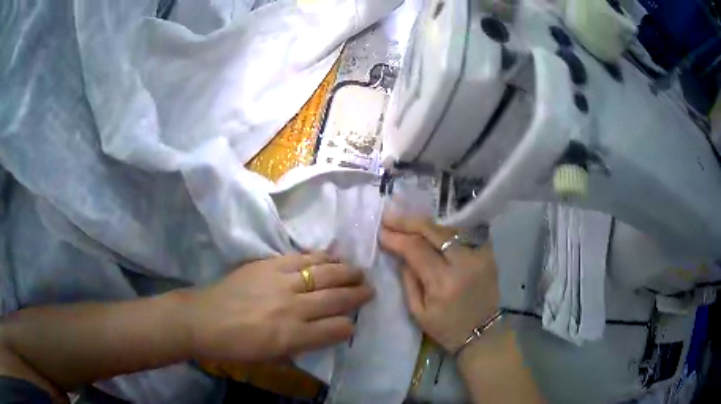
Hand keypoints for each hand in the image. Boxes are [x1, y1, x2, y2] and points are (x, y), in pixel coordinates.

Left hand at [184, 254, 373, 361]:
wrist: (204, 320)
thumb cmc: (237, 346)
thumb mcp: (272, 358)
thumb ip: (302, 346)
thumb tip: (324, 332)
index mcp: (293, 336)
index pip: (337, 329)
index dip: (349, 326)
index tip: (352, 323)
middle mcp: (293, 308)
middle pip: (336, 298)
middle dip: (358, 294)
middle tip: (370, 290)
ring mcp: (281, 282)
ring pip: (325, 274)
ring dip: (346, 272)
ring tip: (358, 272)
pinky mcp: (270, 264)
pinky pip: (303, 258)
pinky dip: (322, 258)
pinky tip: (333, 258)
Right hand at [379, 213, 499, 351]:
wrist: (483, 334)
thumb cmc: (446, 329)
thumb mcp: (418, 312)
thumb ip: (408, 280)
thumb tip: (401, 253)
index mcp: (443, 282)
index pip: (416, 249)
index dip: (397, 238)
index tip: (381, 232)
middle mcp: (463, 263)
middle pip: (433, 231)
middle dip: (408, 222)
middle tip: (390, 217)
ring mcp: (480, 256)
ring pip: (449, 229)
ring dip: (426, 224)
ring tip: (408, 221)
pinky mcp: (489, 254)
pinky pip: (465, 234)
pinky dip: (447, 230)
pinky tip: (433, 229)